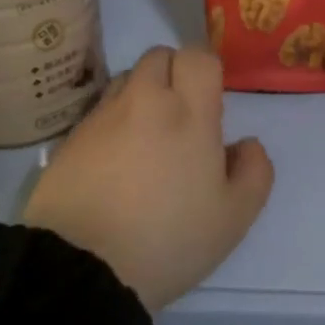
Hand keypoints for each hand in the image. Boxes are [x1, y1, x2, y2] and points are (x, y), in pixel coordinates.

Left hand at [23, 46, 273, 311]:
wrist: (81, 268)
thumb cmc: (167, 239)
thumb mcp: (233, 218)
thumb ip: (254, 171)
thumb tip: (245, 144)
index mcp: (188, 112)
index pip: (198, 56)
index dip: (207, 70)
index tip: (211, 102)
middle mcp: (143, 101)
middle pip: (159, 56)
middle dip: (174, 74)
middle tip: (181, 116)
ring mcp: (102, 116)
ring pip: (126, 79)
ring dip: (142, 94)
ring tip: (146, 137)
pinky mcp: (70, 137)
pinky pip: (99, 110)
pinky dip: (113, 121)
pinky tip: (115, 161)